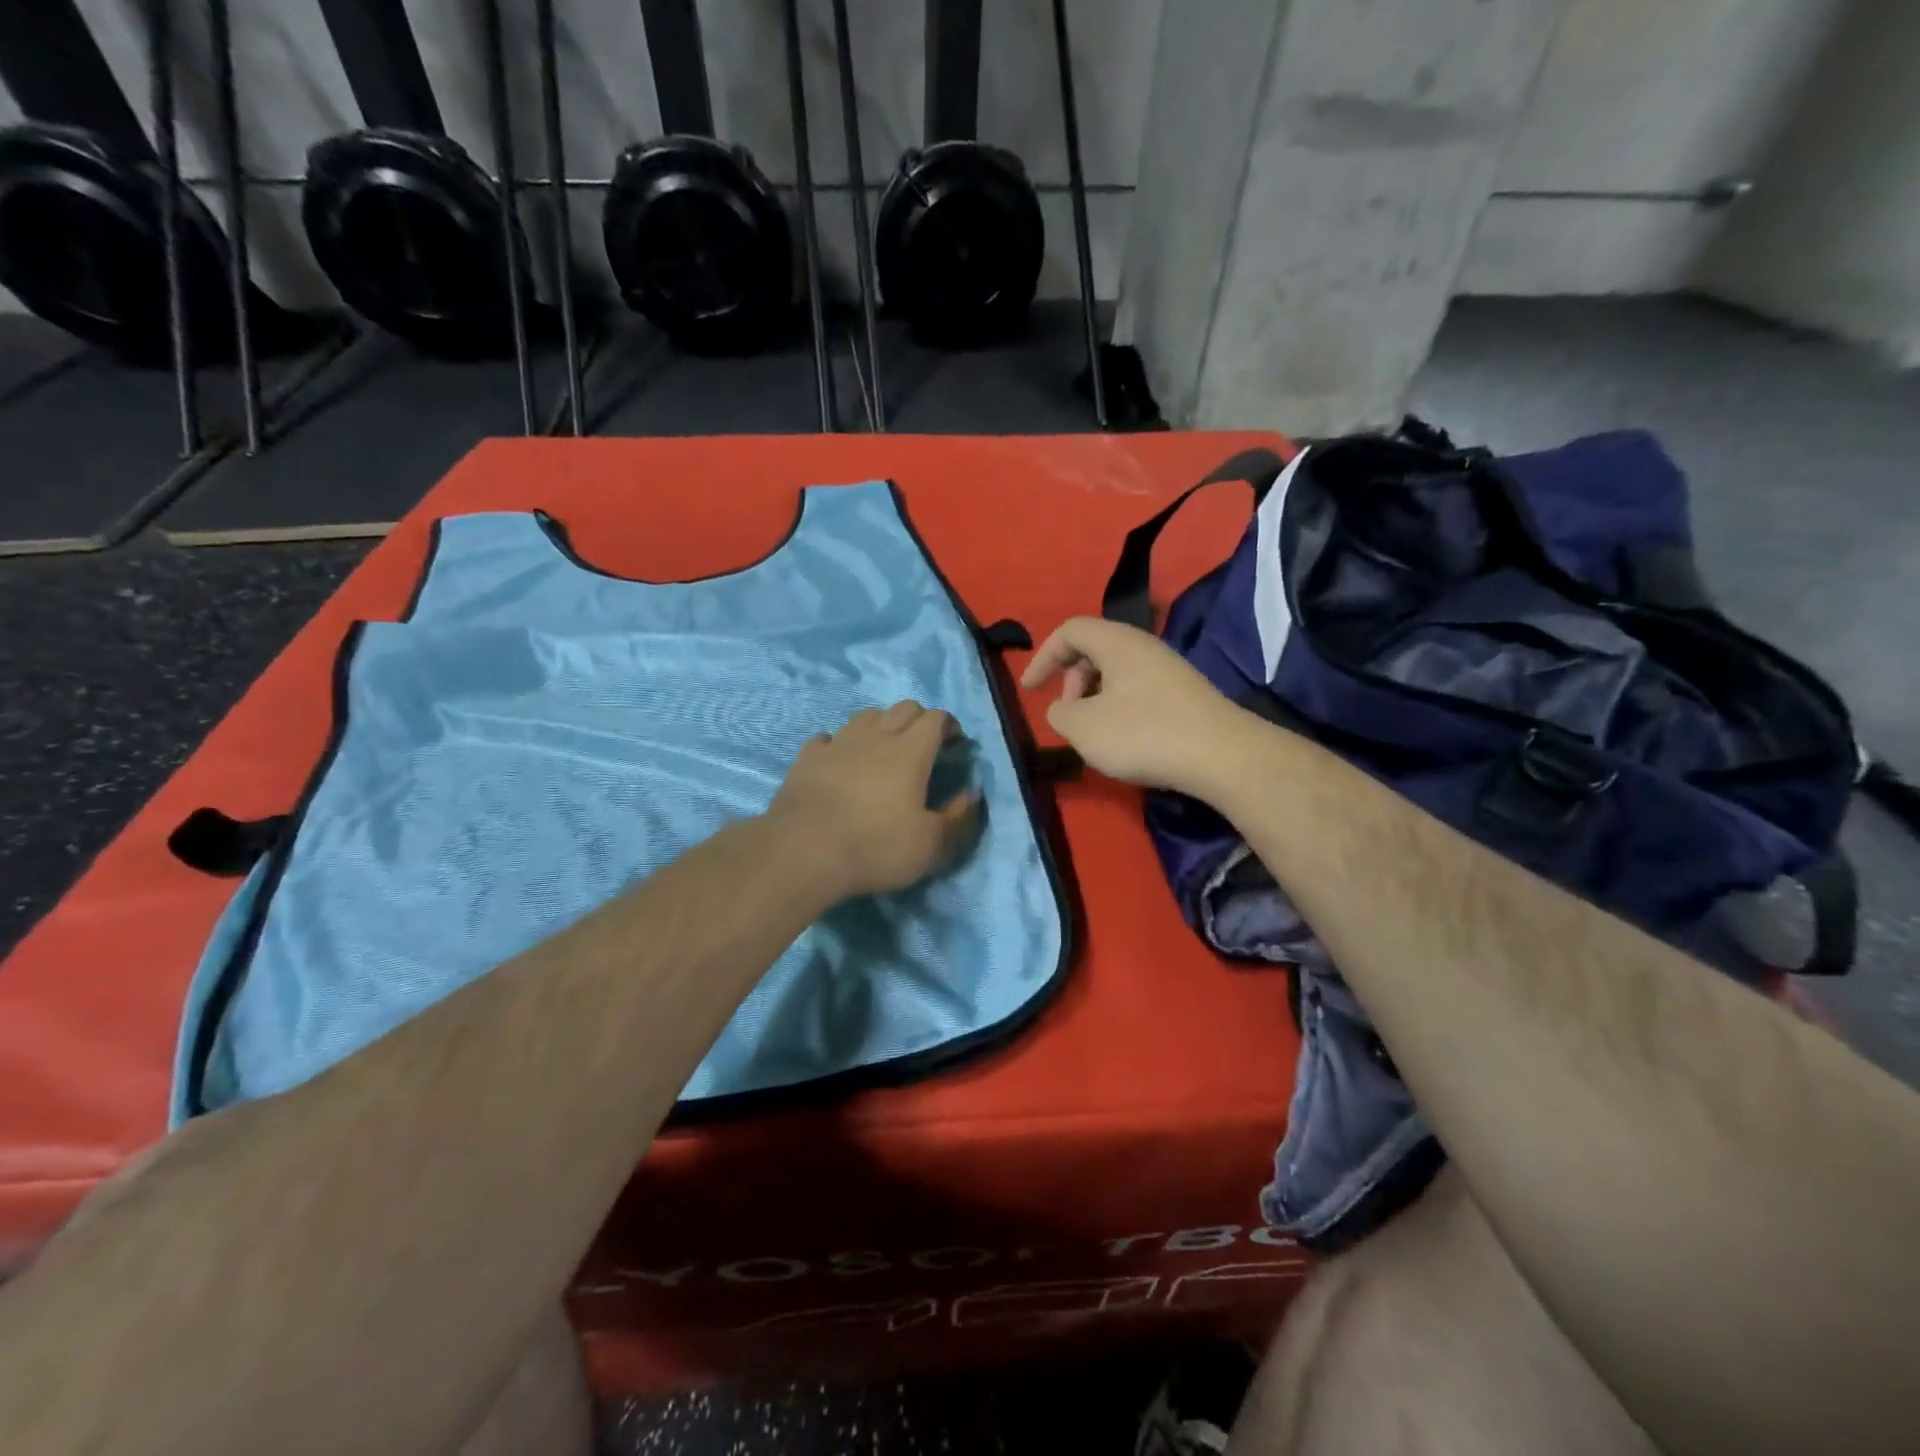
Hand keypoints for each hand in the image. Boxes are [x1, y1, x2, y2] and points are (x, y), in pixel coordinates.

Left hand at [767, 702, 981, 899]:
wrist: (804, 850)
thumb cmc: (876, 846)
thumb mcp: (932, 845)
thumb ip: (959, 817)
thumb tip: (973, 793)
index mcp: (911, 751)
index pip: (936, 718)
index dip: (949, 725)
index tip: (955, 744)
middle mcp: (876, 736)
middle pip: (903, 708)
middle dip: (919, 719)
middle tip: (924, 745)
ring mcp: (838, 743)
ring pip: (865, 716)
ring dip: (881, 725)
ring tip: (883, 749)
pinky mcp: (807, 758)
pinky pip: (827, 738)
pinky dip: (839, 744)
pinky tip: (839, 759)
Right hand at [1020, 616, 1248, 795]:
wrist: (1223, 756)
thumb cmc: (1144, 734)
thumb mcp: (1083, 728)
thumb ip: (1059, 713)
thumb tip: (1064, 709)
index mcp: (1117, 642)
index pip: (1070, 631)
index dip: (1043, 656)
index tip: (1030, 689)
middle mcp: (1144, 646)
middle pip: (1094, 648)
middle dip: (1070, 678)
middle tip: (1067, 713)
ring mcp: (1169, 669)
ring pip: (1117, 671)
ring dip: (1094, 696)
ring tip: (1092, 731)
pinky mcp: (1185, 694)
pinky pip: (1138, 689)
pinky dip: (1118, 707)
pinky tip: (1124, 739)